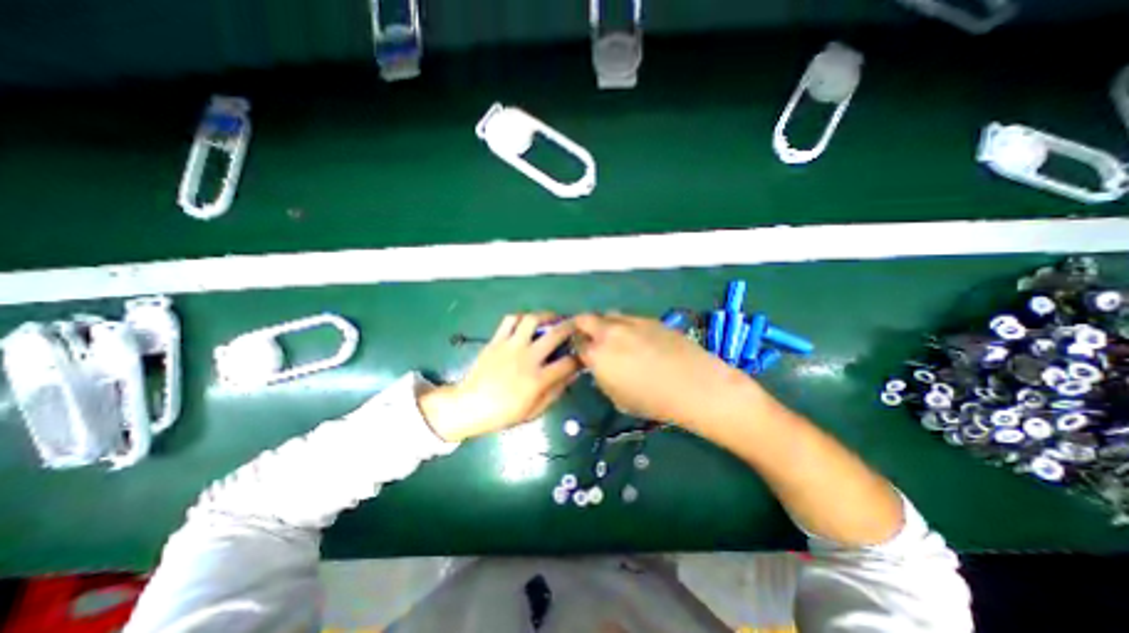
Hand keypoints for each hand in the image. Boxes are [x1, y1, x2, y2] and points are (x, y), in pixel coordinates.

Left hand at [416, 314, 581, 443]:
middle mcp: (528, 357)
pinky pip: (510, 319)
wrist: (469, 406)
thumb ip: (555, 392)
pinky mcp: (496, 340)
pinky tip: (527, 322)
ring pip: (533, 319)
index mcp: (538, 379)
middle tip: (576, 325)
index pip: (569, 362)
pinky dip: (522, 317)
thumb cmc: (504, 413)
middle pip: (556, 334)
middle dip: (571, 327)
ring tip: (553, 318)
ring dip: (547, 315)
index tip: (583, 355)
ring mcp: (511, 346)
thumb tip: (572, 375)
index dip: (580, 357)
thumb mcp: (534, 411)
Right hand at [575, 312, 748, 425]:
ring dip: (604, 323)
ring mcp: (629, 322)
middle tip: (590, 338)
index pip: (576, 343)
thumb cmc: (653, 401)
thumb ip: (602, 377)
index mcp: (596, 355)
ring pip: (608, 314)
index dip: (577, 348)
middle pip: (585, 319)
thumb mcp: (617, 397)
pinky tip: (637, 338)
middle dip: (582, 327)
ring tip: (614, 337)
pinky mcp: (648, 318)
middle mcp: (608, 333)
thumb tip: (599, 366)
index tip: (582, 353)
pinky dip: (625, 325)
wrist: (694, 385)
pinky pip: (629, 317)